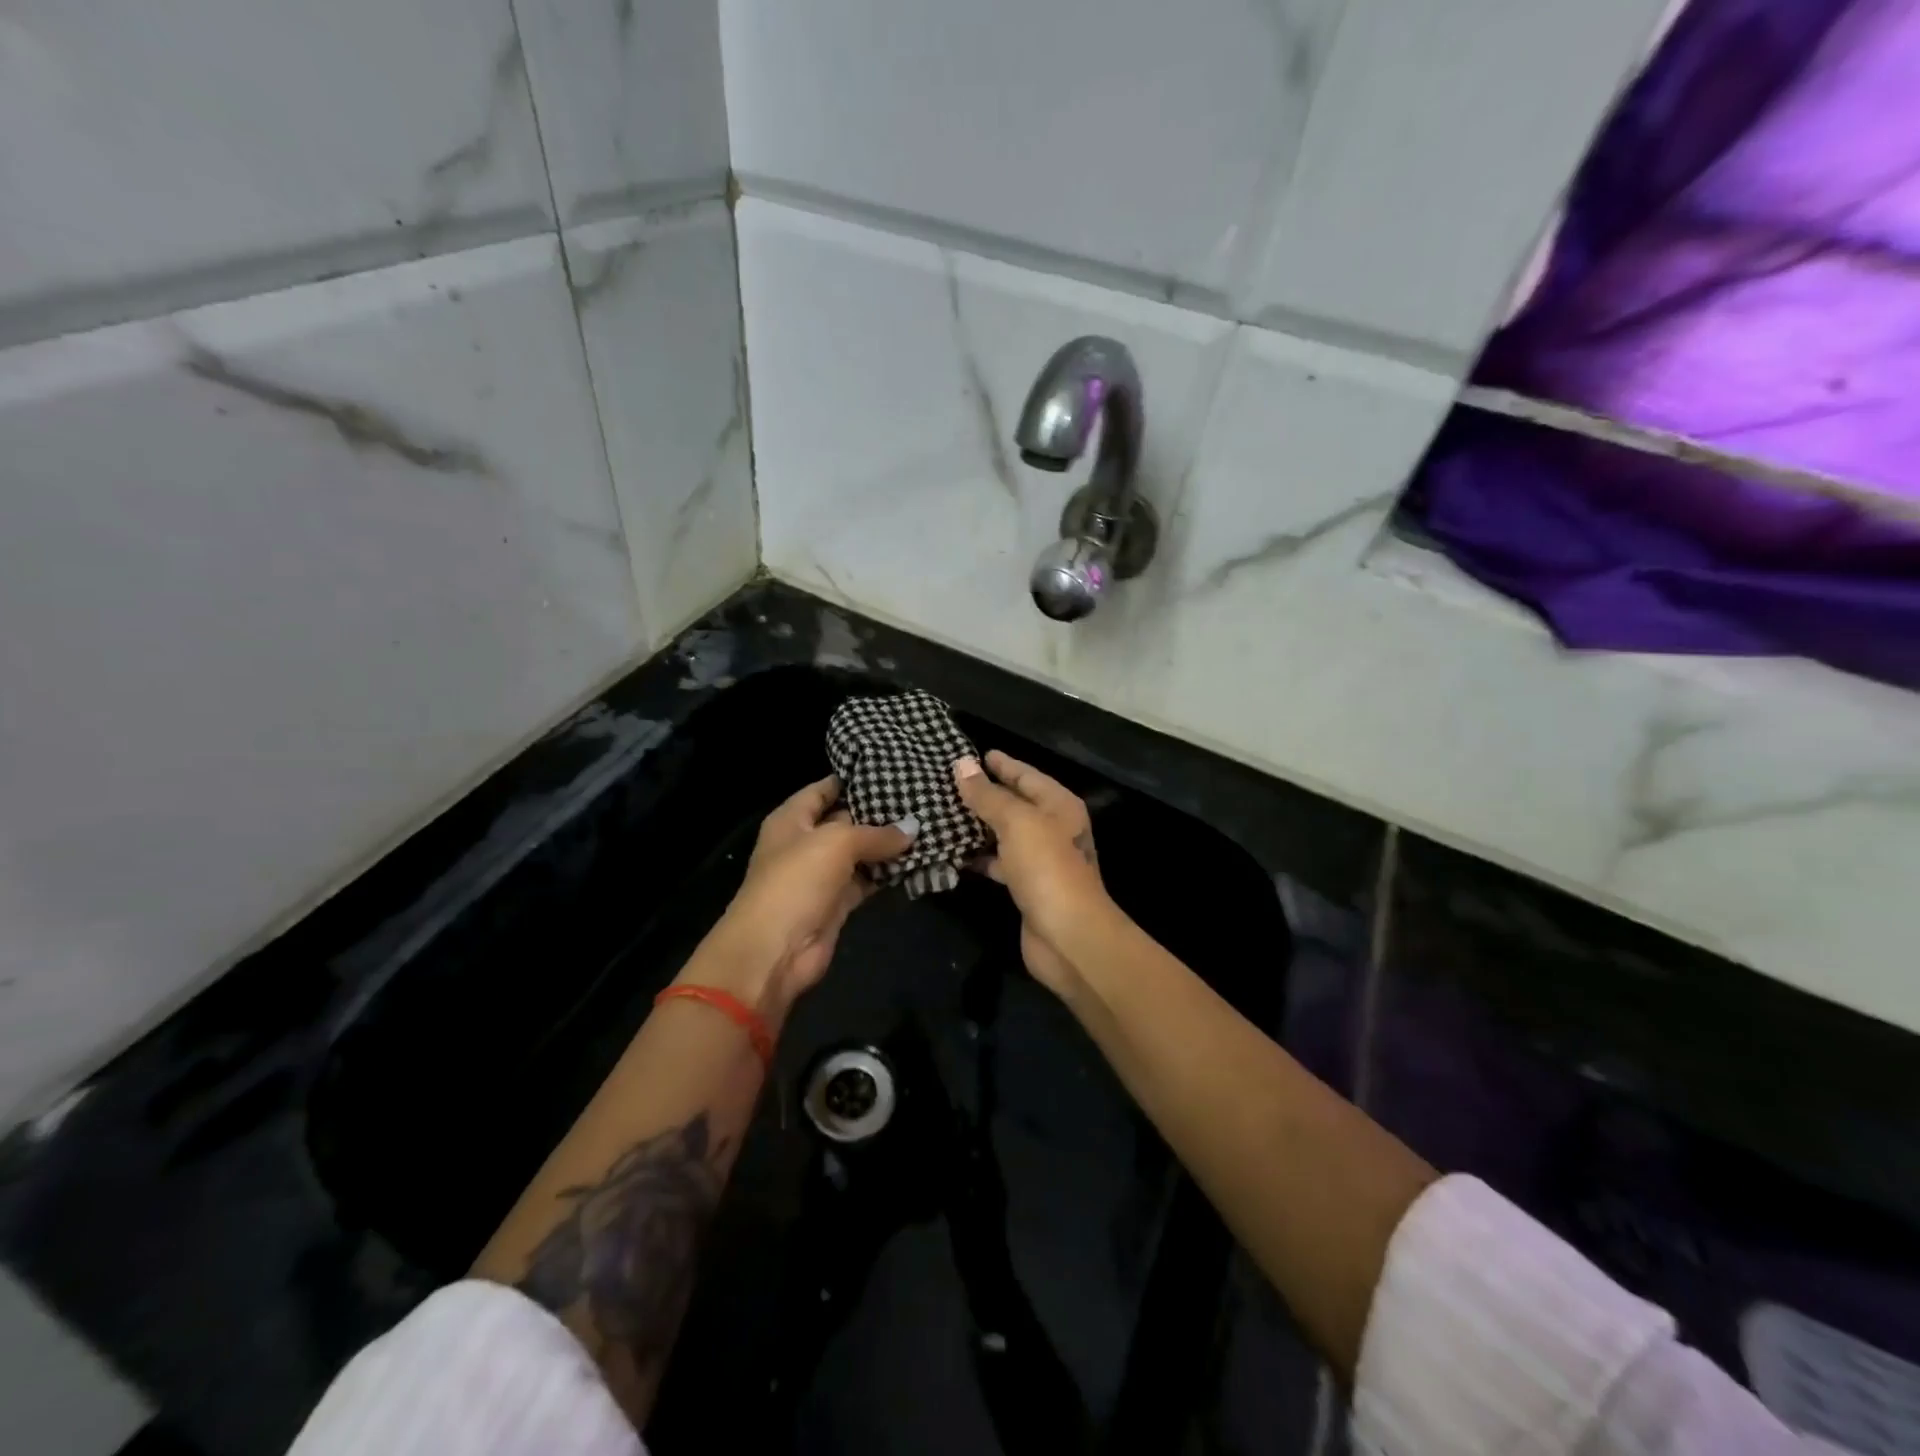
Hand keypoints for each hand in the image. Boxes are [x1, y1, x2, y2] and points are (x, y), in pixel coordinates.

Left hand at [691, 775, 913, 1018]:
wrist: (774, 951)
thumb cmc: (796, 881)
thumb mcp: (837, 843)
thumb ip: (876, 833)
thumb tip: (913, 828)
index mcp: (793, 819)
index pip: (825, 789)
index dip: (854, 778)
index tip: (892, 768)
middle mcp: (806, 843)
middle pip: (847, 820)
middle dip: (880, 812)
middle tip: (921, 797)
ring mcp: (822, 875)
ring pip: (861, 853)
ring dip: (890, 845)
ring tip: (929, 825)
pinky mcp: (838, 903)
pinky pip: (868, 880)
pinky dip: (889, 874)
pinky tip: (919, 860)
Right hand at [953, 751, 1115, 995]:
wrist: (1068, 936)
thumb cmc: (1047, 868)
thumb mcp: (1016, 822)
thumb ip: (988, 795)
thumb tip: (962, 765)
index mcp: (1058, 805)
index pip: (1026, 775)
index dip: (1002, 764)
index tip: (974, 754)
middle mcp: (1053, 828)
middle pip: (1015, 803)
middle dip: (985, 793)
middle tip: (947, 782)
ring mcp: (1041, 859)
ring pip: (1005, 833)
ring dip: (978, 825)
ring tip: (942, 813)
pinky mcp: (1027, 887)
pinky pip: (999, 862)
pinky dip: (979, 856)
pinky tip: (953, 852)